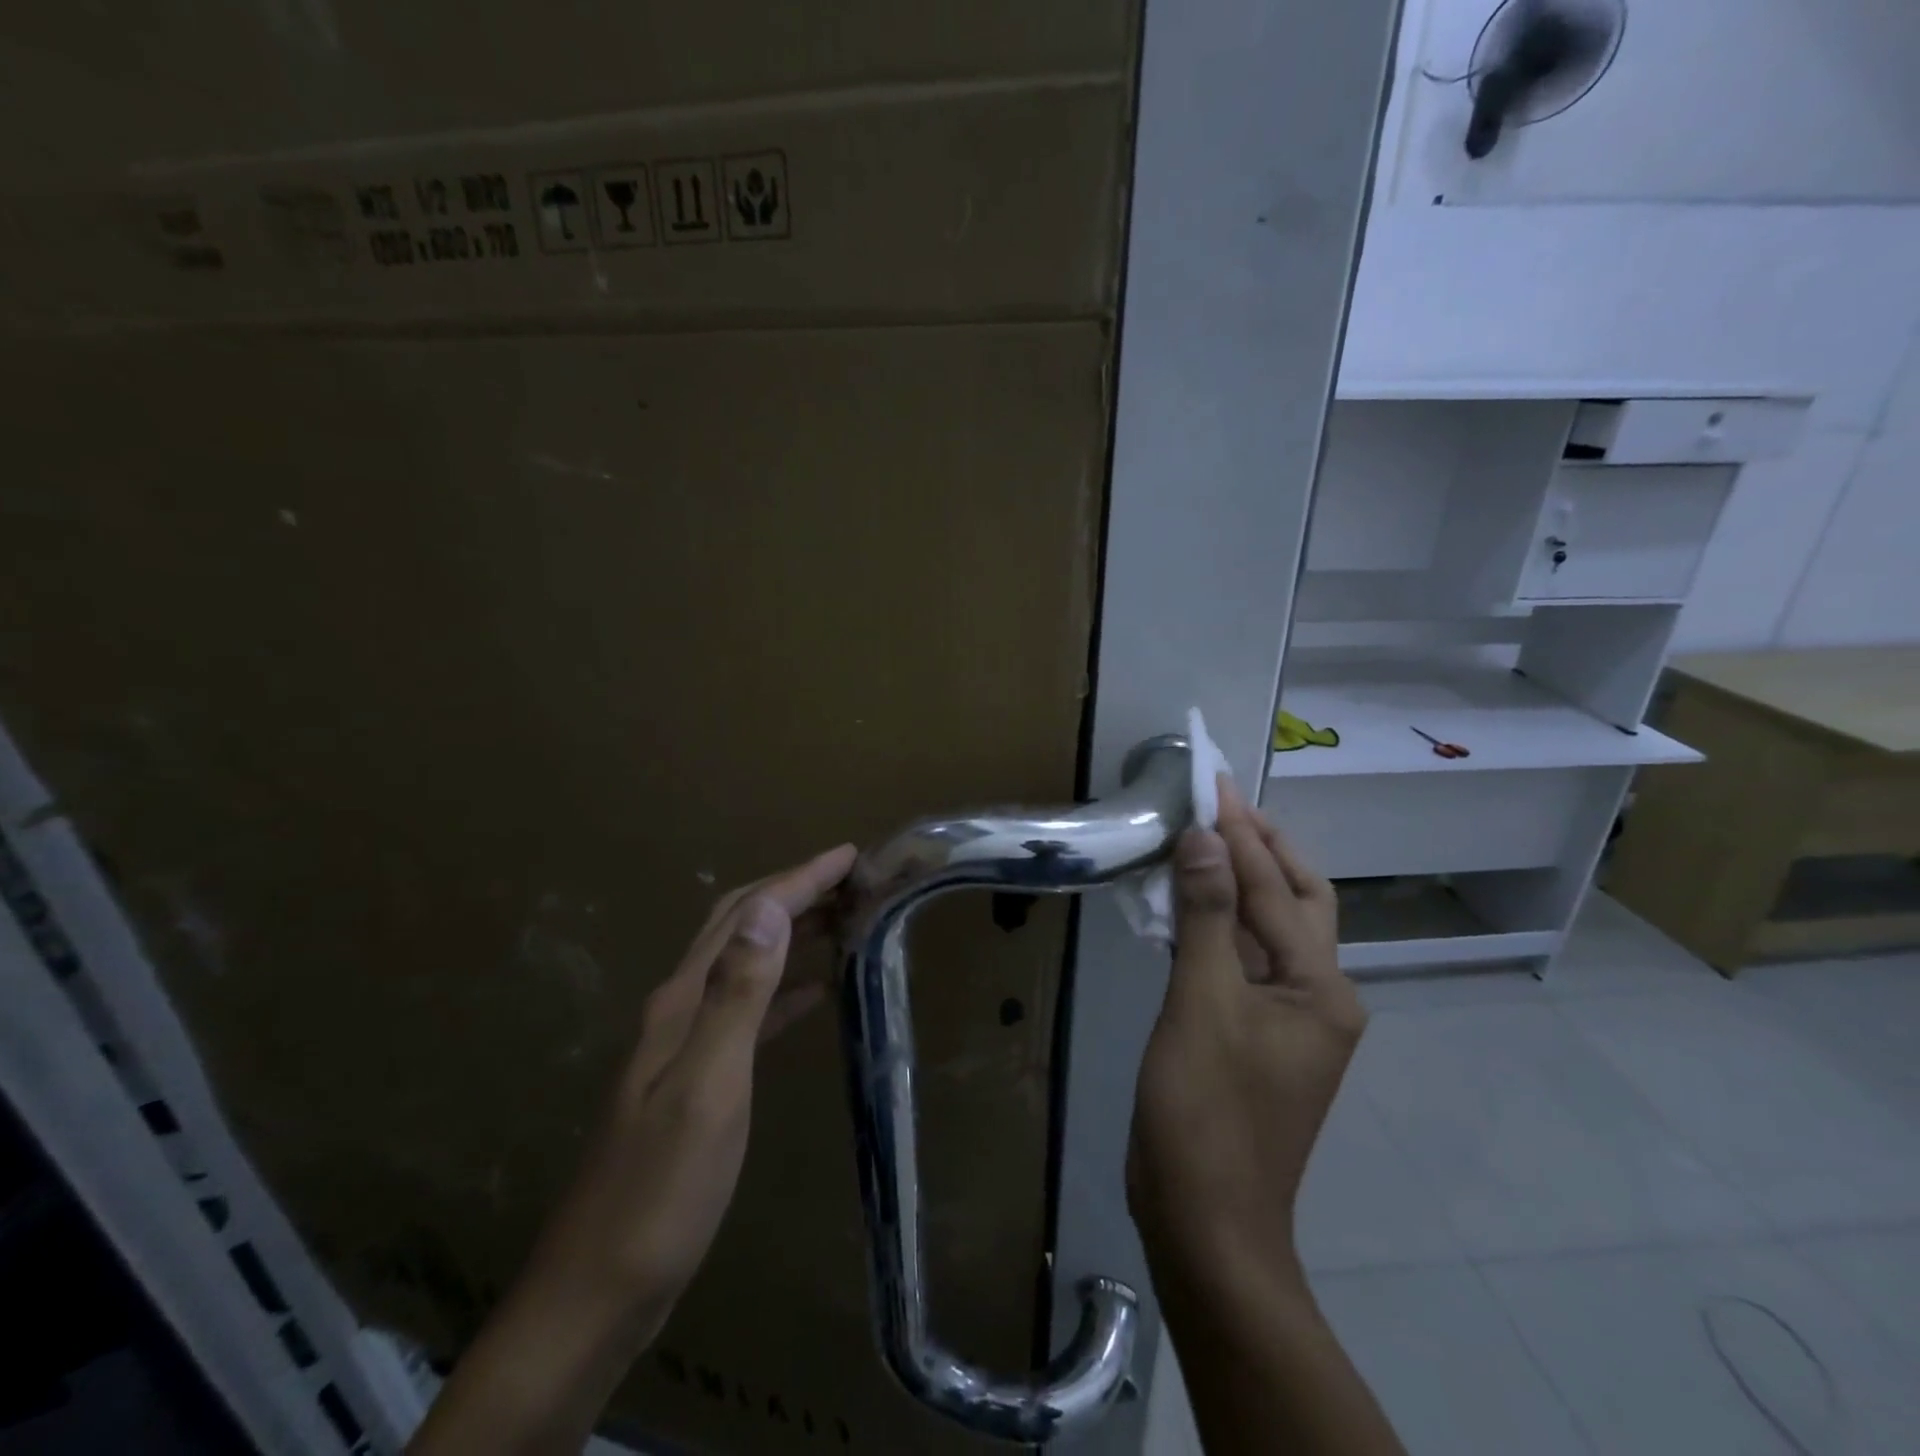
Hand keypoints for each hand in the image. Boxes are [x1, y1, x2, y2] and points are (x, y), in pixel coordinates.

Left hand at [519, 843, 857, 1337]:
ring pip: (745, 962)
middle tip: (851, 879)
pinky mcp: (698, 1078)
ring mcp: (686, 1044)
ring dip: (790, 931)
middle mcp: (681, 1008)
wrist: (597, 1293)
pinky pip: (748, 1010)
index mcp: (684, 1001)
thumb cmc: (661, 1192)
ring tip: (842, 920)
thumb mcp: (708, 1088)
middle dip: (793, 891)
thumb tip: (768, 908)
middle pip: (740, 926)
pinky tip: (813, 994)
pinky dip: (783, 988)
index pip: (749, 916)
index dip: (799, 879)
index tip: (849, 855)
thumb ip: (737, 995)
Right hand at [1127, 779, 1361, 1277]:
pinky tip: (1186, 905)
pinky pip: (1243, 960)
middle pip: (1296, 901)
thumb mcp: (1202, 1003)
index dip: (1240, 833)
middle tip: (1218, 802)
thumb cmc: (1206, 1110)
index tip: (1213, 781)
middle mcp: (1318, 996)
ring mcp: (1287, 1019)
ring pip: (1267, 929)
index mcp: (1321, 987)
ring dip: (1237, 882)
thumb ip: (1206, 915)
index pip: (1276, 889)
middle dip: (1261, 846)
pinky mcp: (1254, 1034)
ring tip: (1201, 838)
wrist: (1205, 1219)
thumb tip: (1204, 836)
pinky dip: (1218, 923)